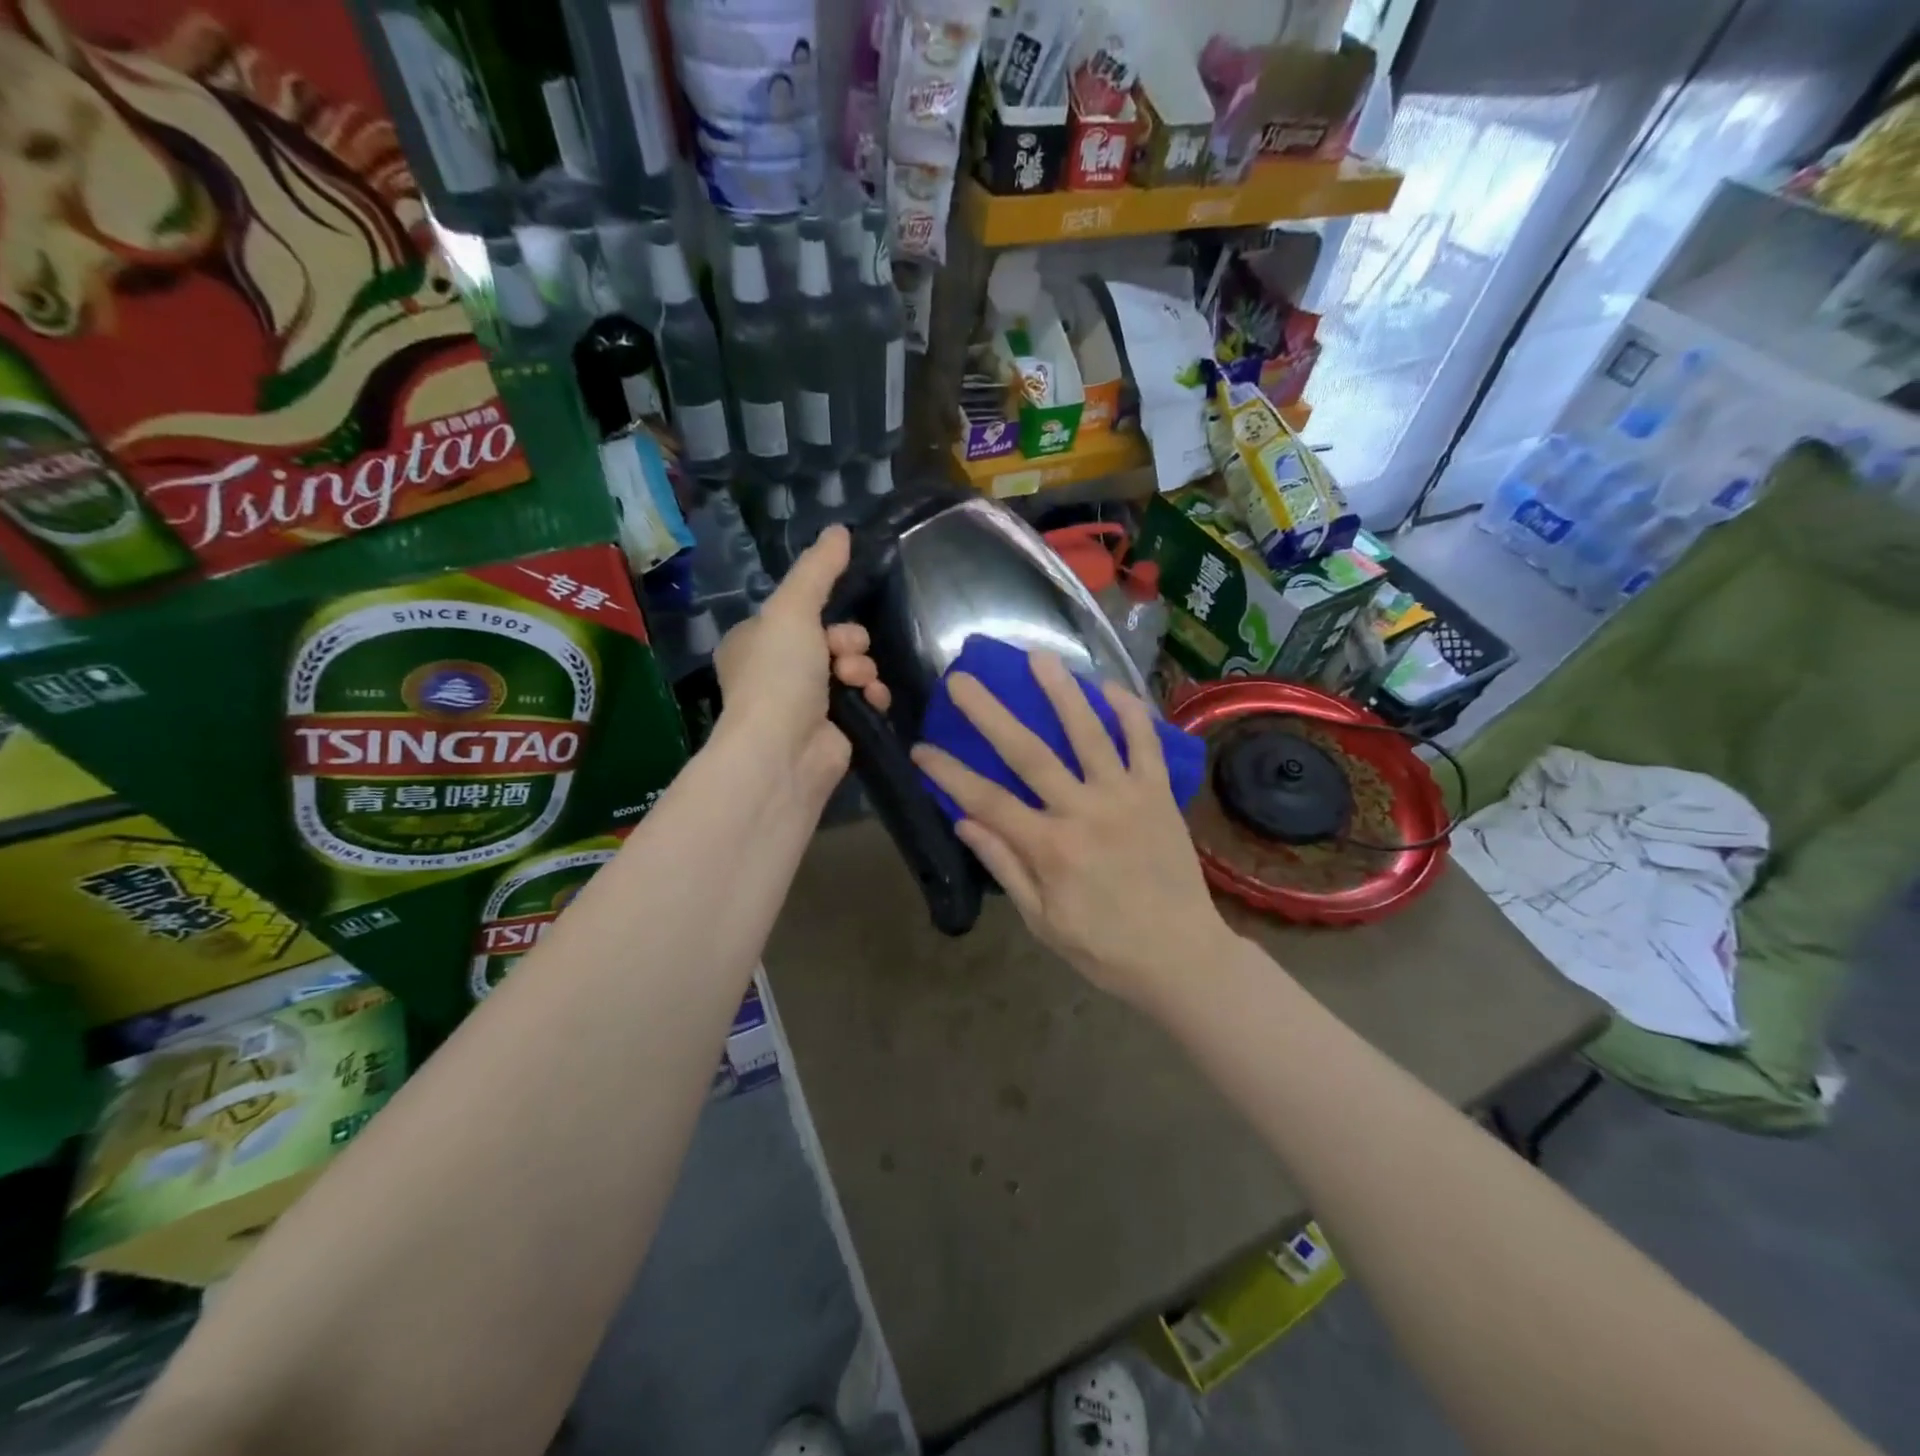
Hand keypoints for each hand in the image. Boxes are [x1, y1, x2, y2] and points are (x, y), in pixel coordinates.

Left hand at [714, 525, 889, 806]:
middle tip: (844, 653)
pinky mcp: (834, 729)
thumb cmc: (778, 674)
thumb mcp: (792, 609)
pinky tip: (872, 699)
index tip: (831, 619)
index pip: (798, 613)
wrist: (785, 750)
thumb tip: (840, 530)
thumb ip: (818, 570)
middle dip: (848, 642)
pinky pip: (864, 698)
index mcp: (754, 643)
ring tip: (855, 680)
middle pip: (831, 637)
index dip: (822, 612)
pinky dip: (872, 694)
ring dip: (862, 667)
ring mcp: (806, 704)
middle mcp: (776, 672)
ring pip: (851, 666)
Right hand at [910, 651, 1227, 1011]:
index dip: (949, 772)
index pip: (987, 800)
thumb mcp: (1043, 921)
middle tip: (963, 679)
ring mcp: (1126, 797)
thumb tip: (964, 821)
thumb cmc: (1105, 948)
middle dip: (990, 713)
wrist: (1183, 957)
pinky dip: (1129, 712)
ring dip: (1062, 692)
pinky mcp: (1159, 794)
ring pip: (1089, 733)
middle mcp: (1085, 811)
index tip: (920, 747)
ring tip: (1038, 657)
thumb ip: (1006, 866)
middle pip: (1029, 752)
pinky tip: (1109, 686)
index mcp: (1051, 848)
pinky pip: (1145, 743)